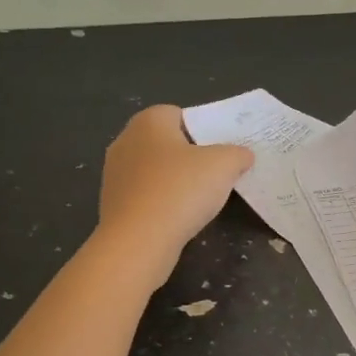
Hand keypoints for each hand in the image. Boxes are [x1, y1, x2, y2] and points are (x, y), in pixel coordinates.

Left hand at [96, 106, 253, 279]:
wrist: (138, 241)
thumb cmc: (180, 190)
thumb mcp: (224, 165)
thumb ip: (238, 154)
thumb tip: (242, 155)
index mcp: (148, 121)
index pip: (179, 114)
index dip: (203, 129)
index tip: (221, 150)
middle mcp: (126, 140)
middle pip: (167, 142)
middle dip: (190, 156)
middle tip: (216, 173)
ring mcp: (115, 174)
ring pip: (155, 170)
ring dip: (175, 181)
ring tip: (200, 199)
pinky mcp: (112, 203)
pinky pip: (146, 194)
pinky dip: (162, 202)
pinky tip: (179, 217)